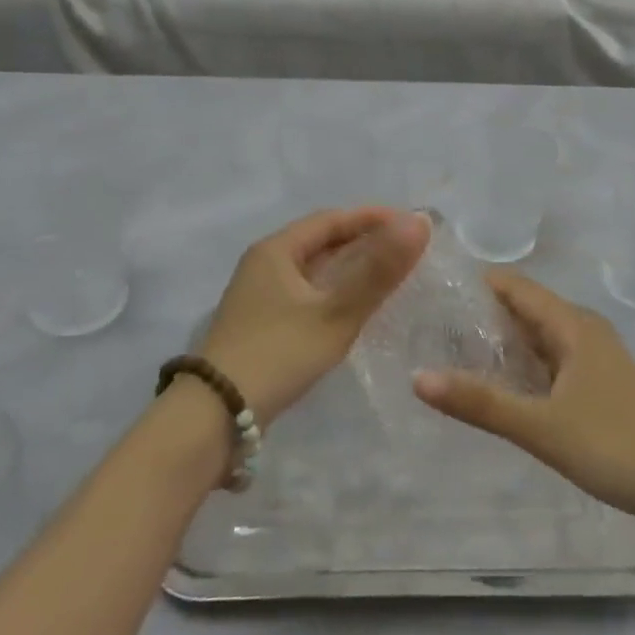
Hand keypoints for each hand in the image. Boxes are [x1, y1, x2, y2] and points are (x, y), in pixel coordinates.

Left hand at [198, 208, 429, 425]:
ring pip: (314, 270)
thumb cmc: (278, 354)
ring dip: (351, 269)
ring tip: (389, 277)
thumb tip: (419, 222)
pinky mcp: (261, 324)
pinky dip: (335, 293)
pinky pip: (307, 294)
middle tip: (407, 251)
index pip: (332, 219)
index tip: (412, 225)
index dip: (373, 218)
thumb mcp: (335, 312)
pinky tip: (356, 310)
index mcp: (276, 250)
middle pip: (321, 242)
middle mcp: (265, 264)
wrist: (215, 416)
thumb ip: (378, 270)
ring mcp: (260, 295)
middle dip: (364, 241)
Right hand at [414, 270, 634, 529]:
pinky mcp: (601, 385)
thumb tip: (418, 378)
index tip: (431, 293)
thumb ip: (481, 403)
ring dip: (501, 343)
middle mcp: (583, 330)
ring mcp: (595, 358)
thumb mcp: (542, 427)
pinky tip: (501, 388)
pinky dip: (523, 366)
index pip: (513, 285)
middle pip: (523, 309)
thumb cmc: (618, 446)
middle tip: (429, 329)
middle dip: (480, 316)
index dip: (473, 284)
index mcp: (572, 324)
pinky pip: (551, 361)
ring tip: (452, 356)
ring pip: (538, 338)